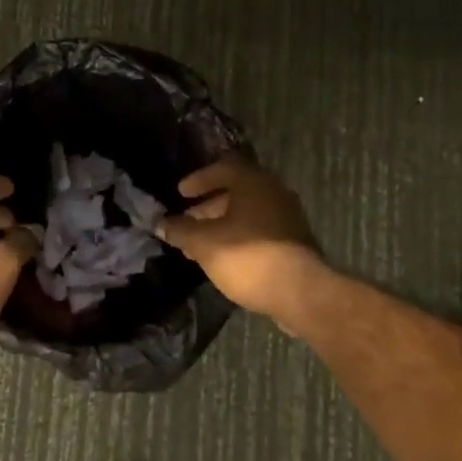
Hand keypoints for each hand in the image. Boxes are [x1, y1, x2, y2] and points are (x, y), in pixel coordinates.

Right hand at [158, 157, 323, 324]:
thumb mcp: (204, 243)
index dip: (199, 179)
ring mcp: (287, 218)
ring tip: (198, 245)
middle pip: (236, 192)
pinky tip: (222, 257)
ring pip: (247, 214)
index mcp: (254, 183)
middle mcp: (274, 193)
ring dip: (221, 225)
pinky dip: (238, 237)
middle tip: (186, 222)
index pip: (223, 168)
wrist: (300, 292)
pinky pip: (259, 230)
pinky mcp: (293, 242)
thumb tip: (161, 223)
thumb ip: (181, 230)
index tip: (180, 194)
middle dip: (207, 207)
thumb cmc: (248, 257)